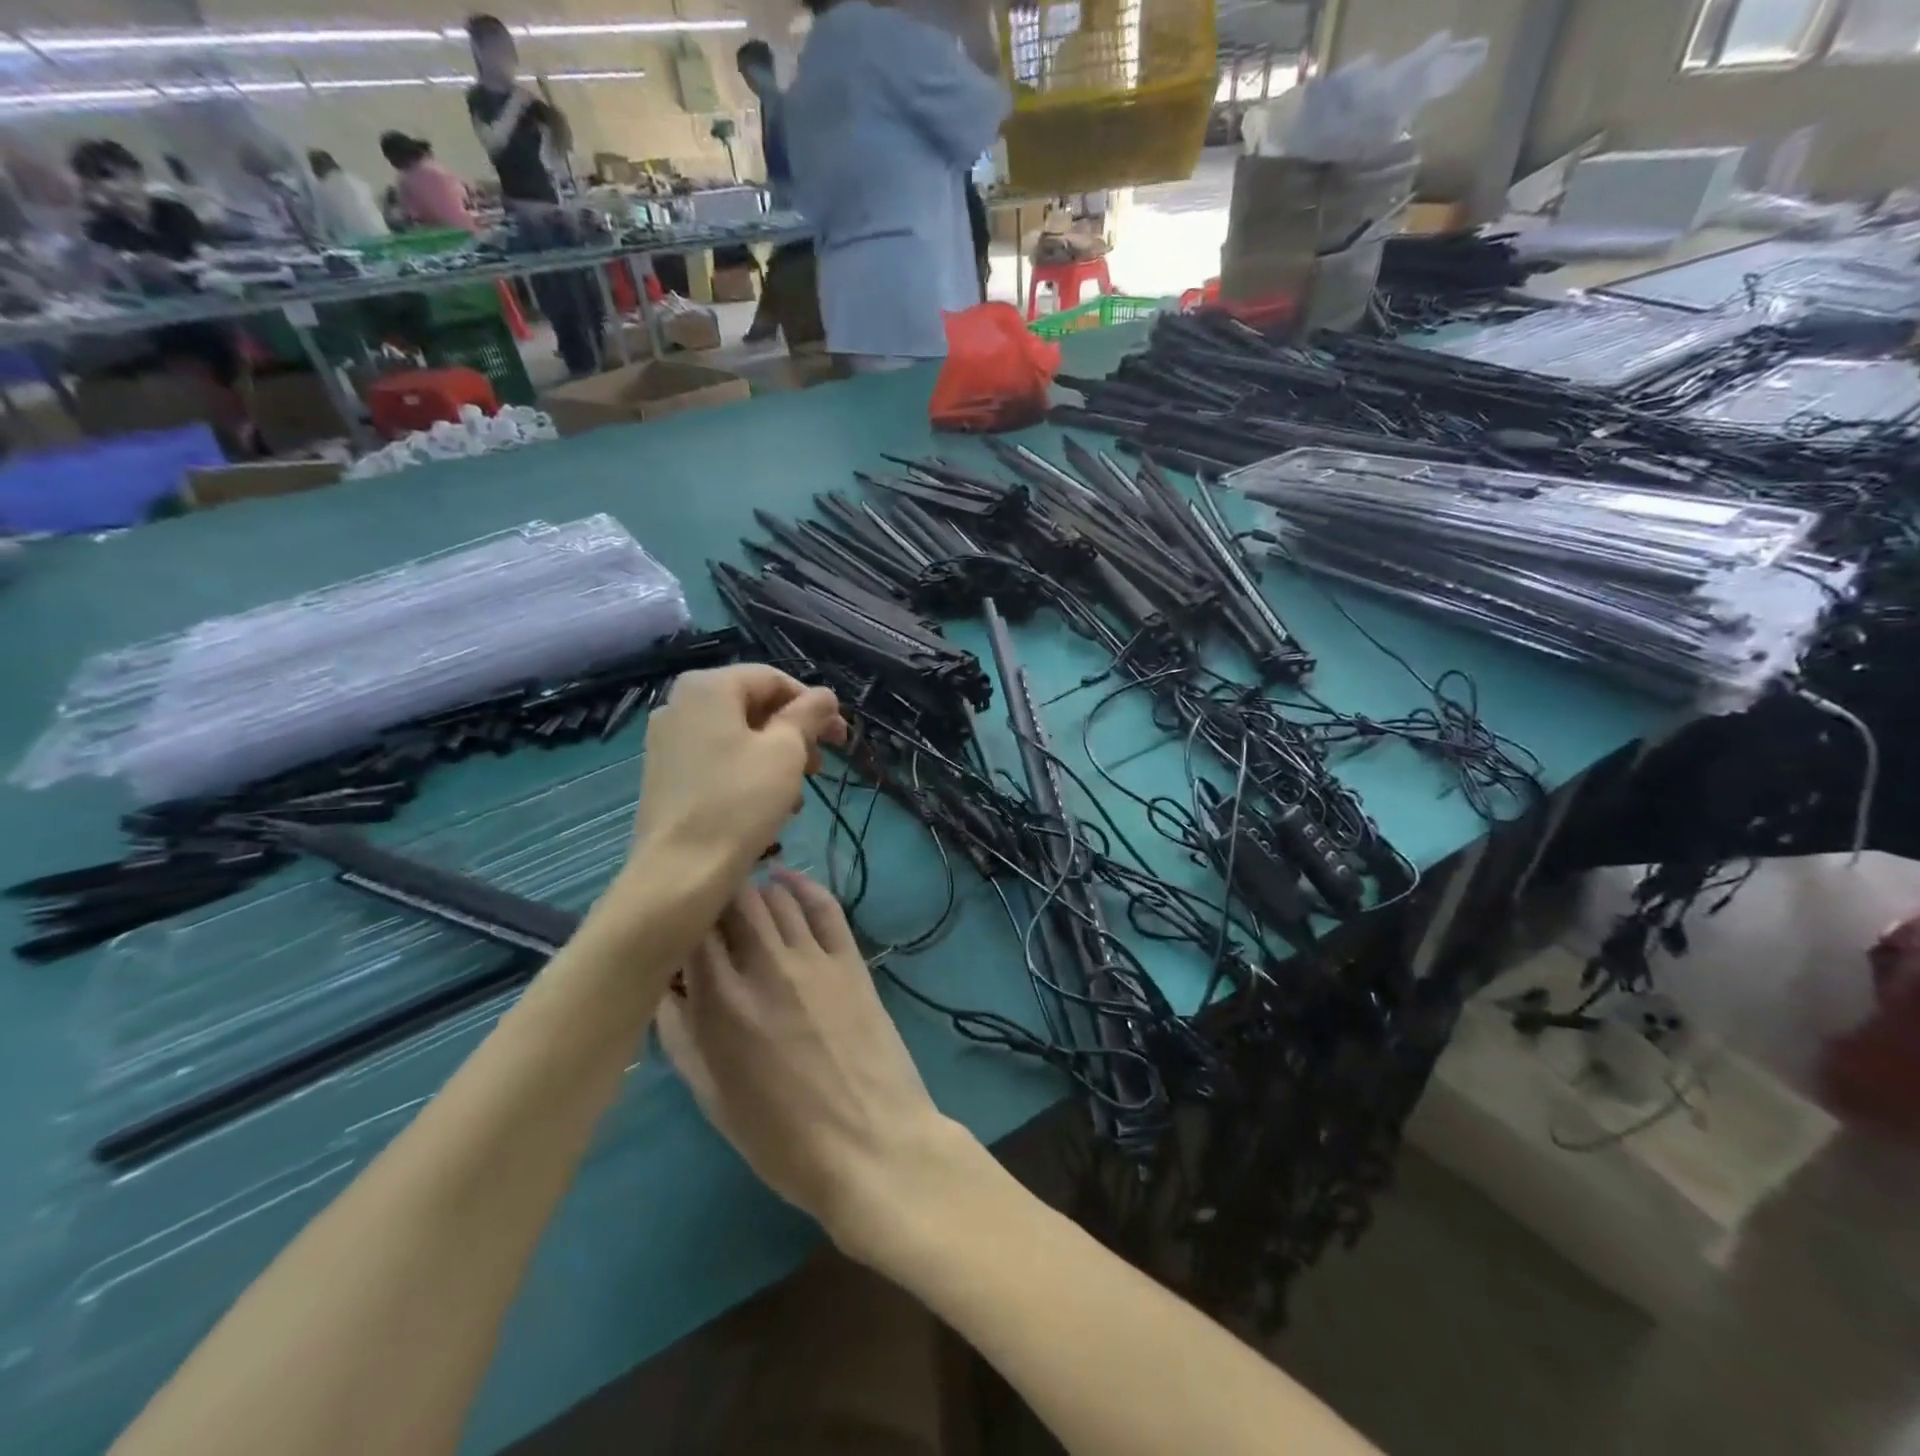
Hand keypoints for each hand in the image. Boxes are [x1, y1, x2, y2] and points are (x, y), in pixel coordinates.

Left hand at [631, 666, 846, 884]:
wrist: (681, 870)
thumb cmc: (740, 801)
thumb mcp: (787, 751)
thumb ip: (809, 714)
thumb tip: (824, 695)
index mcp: (707, 687)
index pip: (773, 679)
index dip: (813, 704)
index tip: (839, 736)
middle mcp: (680, 704)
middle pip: (753, 705)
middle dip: (795, 733)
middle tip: (822, 765)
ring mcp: (668, 740)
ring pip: (738, 735)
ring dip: (776, 756)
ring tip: (799, 793)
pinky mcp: (666, 774)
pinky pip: (717, 758)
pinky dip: (749, 771)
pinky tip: (769, 804)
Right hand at [657, 873, 976, 1254]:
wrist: (870, 1145)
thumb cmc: (781, 1139)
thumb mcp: (712, 1097)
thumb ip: (681, 1035)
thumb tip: (664, 988)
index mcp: (720, 1004)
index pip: (689, 929)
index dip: (678, 919)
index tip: (673, 925)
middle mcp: (764, 966)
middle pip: (732, 899)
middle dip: (713, 896)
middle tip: (707, 908)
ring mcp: (813, 958)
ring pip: (774, 896)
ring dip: (753, 891)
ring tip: (742, 899)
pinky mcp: (850, 959)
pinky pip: (824, 905)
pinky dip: (801, 885)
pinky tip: (785, 880)